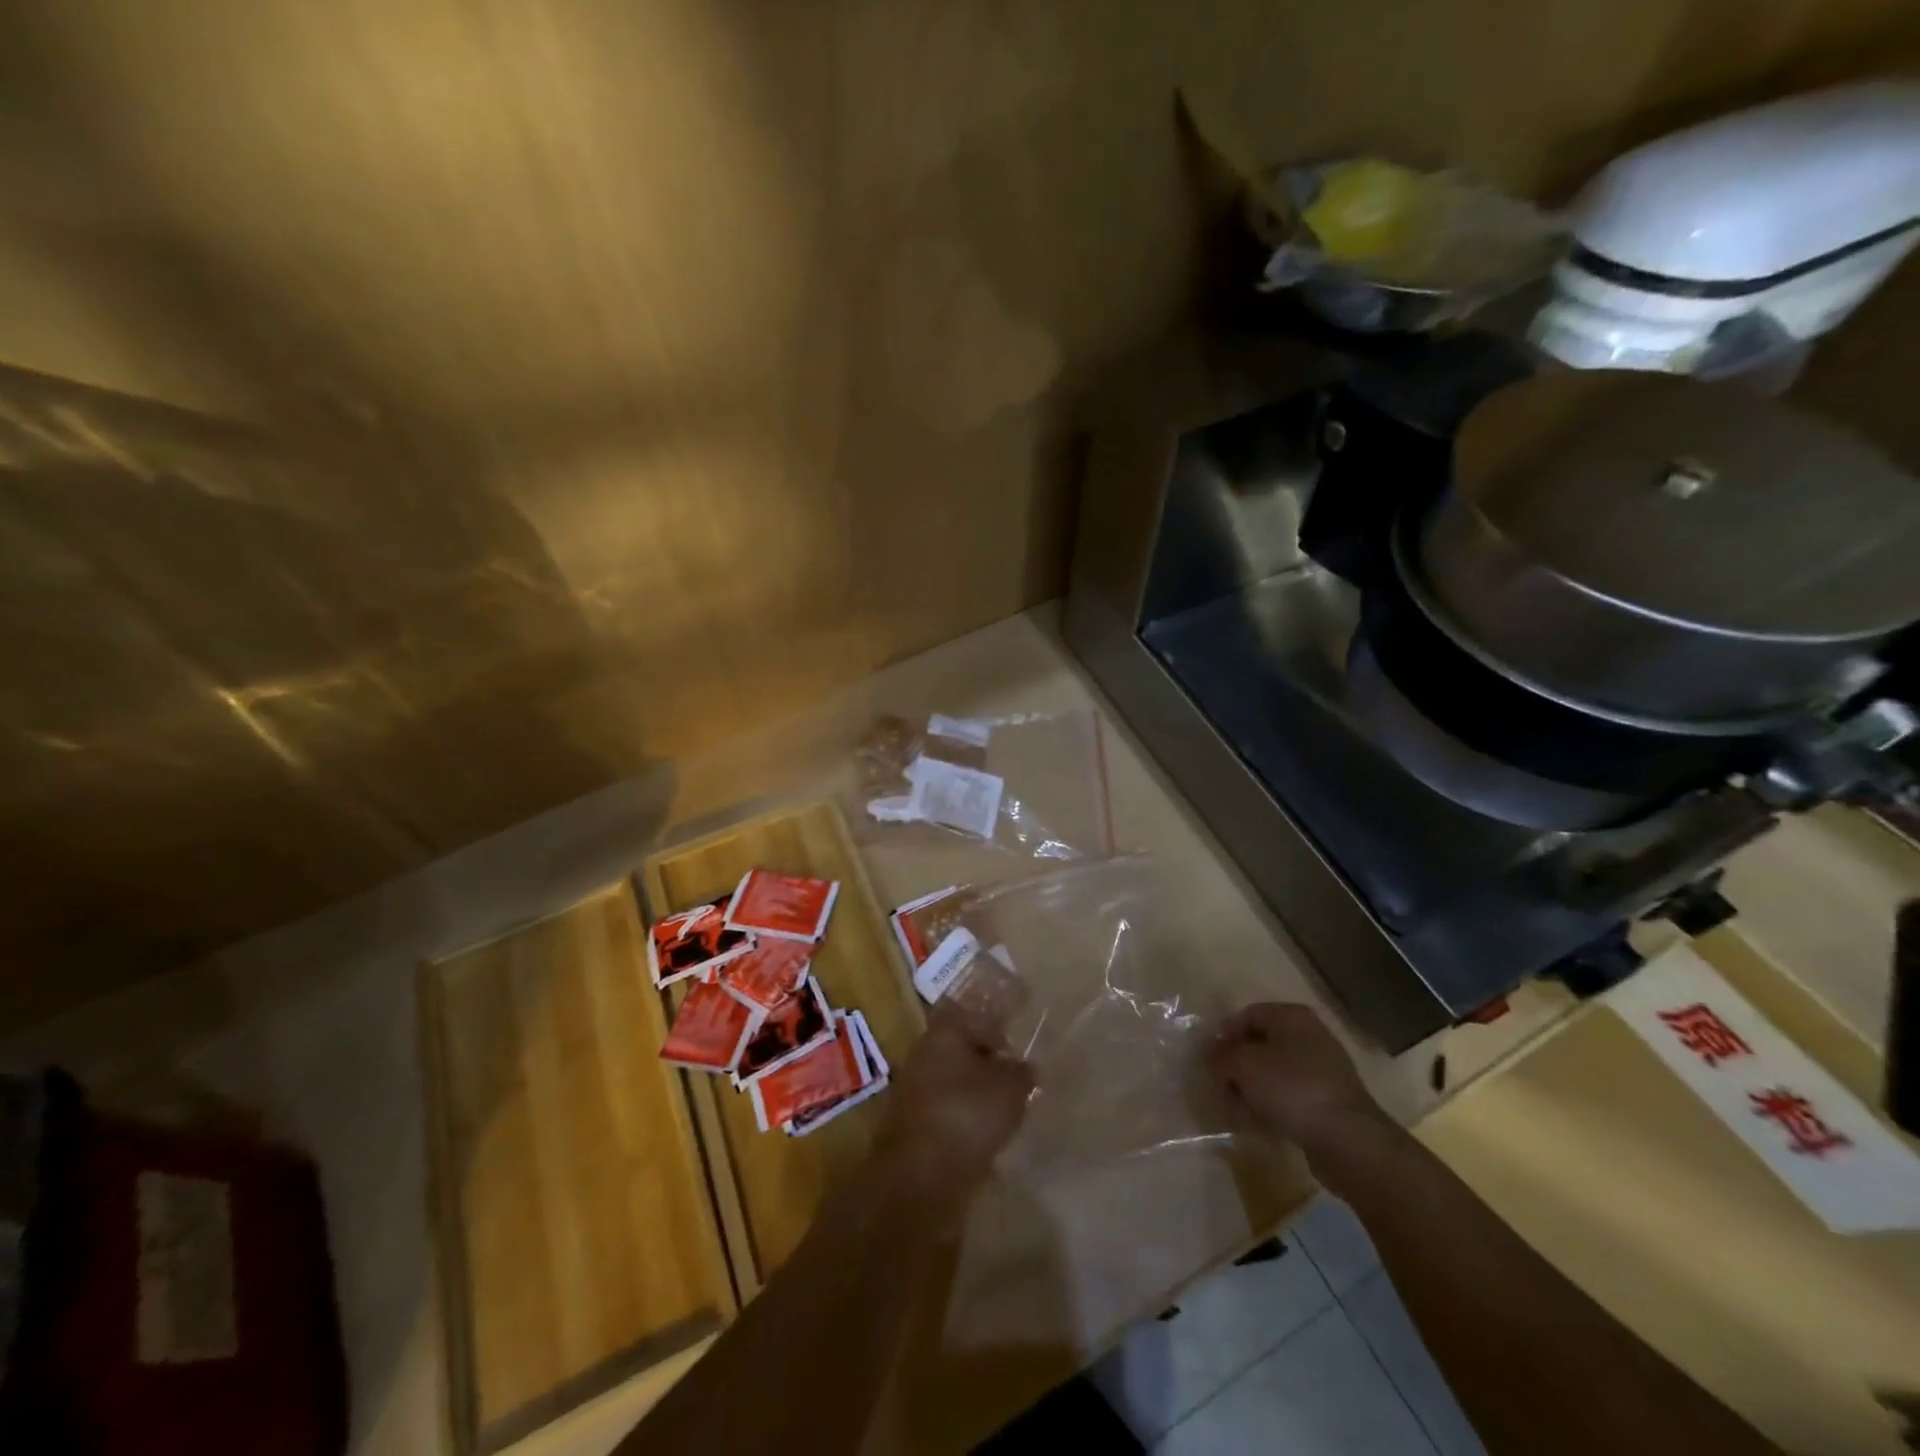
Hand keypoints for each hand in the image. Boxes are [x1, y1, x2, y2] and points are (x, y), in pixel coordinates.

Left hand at [870, 1005, 1034, 1214]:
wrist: (918, 1177)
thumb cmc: (966, 1115)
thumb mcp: (1010, 1088)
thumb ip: (1021, 1072)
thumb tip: (1024, 1066)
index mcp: (945, 1032)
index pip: (974, 1013)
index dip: (998, 1023)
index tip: (1019, 1038)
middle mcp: (925, 1053)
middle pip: (963, 1048)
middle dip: (989, 1060)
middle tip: (1018, 1076)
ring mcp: (915, 1089)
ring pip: (955, 1080)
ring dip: (977, 1091)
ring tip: (1008, 1109)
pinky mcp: (913, 1124)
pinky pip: (948, 1110)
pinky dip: (966, 1117)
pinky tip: (986, 1134)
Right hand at [1206, 1003, 1390, 1168]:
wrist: (1348, 1140)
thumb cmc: (1291, 1088)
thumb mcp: (1244, 1066)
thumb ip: (1220, 1056)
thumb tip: (1209, 1055)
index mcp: (1291, 1016)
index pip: (1247, 1015)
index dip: (1223, 1034)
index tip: (1207, 1058)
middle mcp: (1310, 1036)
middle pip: (1261, 1044)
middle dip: (1237, 1065)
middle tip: (1219, 1084)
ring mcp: (1323, 1069)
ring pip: (1275, 1072)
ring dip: (1252, 1088)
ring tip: (1236, 1107)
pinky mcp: (1329, 1101)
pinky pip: (1291, 1096)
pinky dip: (1272, 1105)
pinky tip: (1259, 1123)